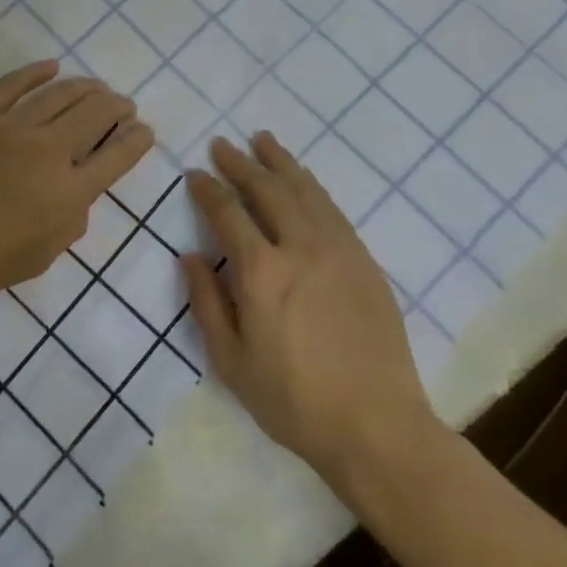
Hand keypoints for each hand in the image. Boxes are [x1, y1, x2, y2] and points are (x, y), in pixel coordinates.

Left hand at [0, 60, 152, 317]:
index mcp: (67, 194)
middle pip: (95, 114)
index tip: (144, 131)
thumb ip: (71, 220)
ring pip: (59, 93)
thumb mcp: (41, 257)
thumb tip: (78, 190)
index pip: (117, 156)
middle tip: (123, 105)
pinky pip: (11, 84)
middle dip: (118, 106)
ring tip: (97, 86)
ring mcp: (8, 128)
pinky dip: (35, 72)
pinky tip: (51, 67)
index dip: (137, 140)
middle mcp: (45, 152)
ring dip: (85, 87)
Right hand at [180, 133, 445, 494]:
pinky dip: (311, 186)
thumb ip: (206, 302)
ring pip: (304, 190)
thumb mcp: (231, 361)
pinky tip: (303, 179)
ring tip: (262, 140)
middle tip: (223, 145)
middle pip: (266, 189)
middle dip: (240, 163)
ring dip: (280, 162)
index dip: (208, 189)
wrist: (376, 426)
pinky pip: (332, 208)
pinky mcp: (364, 259)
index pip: (227, 212)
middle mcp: (300, 247)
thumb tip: (190, 256)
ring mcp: (338, 249)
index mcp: (261, 272)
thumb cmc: (293, 400)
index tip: (195, 174)